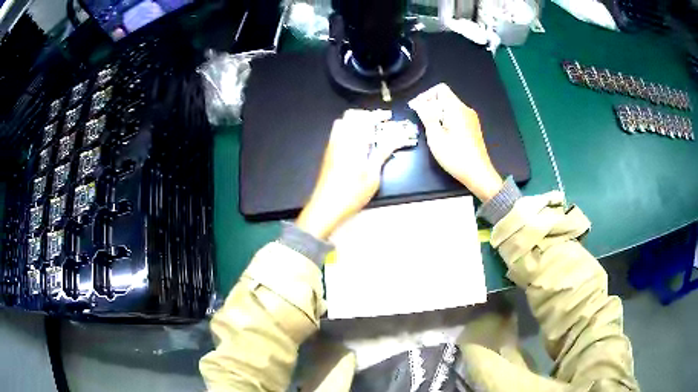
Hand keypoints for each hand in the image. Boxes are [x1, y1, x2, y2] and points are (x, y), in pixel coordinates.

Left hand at [296, 110, 408, 238]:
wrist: (326, 206)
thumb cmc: (351, 194)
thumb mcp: (373, 175)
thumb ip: (382, 153)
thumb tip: (396, 138)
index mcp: (354, 143)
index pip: (366, 119)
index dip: (378, 115)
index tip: (388, 117)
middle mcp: (341, 140)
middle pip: (351, 115)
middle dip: (366, 115)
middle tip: (379, 123)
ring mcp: (332, 145)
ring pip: (342, 122)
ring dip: (356, 121)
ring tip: (369, 131)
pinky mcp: (328, 153)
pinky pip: (337, 132)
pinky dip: (348, 129)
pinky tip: (357, 142)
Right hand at [409, 83, 502, 201]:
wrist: (478, 173)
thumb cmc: (455, 156)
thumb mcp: (435, 136)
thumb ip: (427, 116)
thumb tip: (419, 104)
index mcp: (456, 108)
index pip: (440, 89)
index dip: (425, 96)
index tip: (416, 108)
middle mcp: (465, 109)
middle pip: (445, 97)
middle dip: (430, 104)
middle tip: (419, 118)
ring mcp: (471, 119)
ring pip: (451, 107)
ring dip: (438, 113)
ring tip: (429, 127)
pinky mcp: (473, 128)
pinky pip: (457, 116)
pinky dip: (446, 119)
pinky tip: (441, 133)